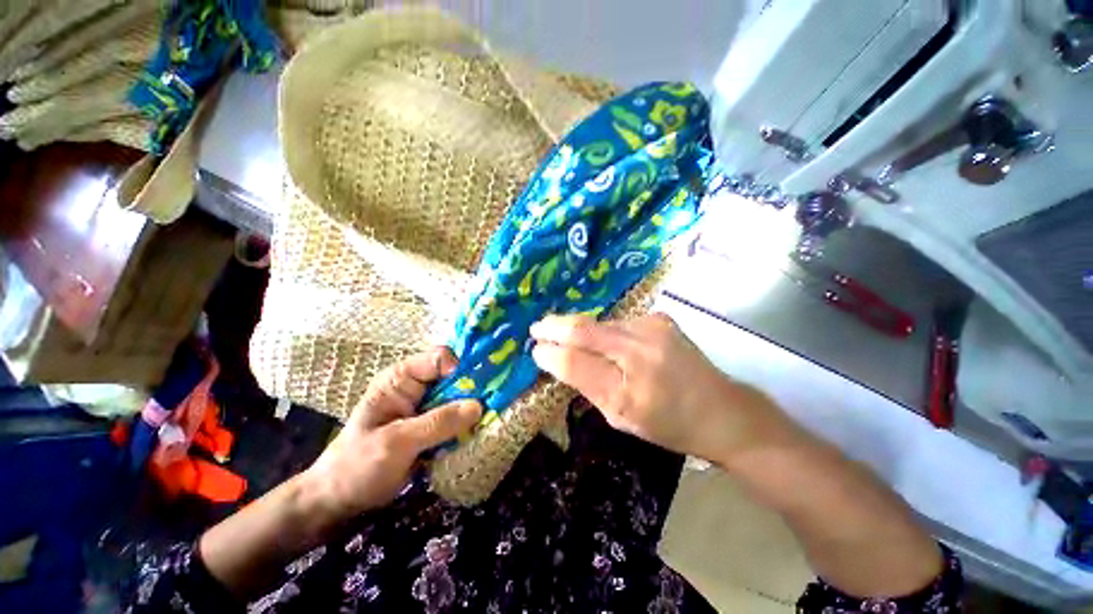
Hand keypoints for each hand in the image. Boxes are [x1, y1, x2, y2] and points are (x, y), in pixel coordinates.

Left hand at [300, 347, 481, 522]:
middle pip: (456, 375)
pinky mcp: (434, 425)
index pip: (440, 358)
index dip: (459, 369)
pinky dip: (469, 423)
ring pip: (461, 396)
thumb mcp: (396, 442)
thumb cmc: (358, 465)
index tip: (474, 391)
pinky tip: (477, 432)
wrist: (341, 501)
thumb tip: (478, 406)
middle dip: (474, 389)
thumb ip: (437, 423)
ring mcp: (427, 406)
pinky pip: (459, 416)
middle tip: (493, 405)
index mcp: (402, 378)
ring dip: (474, 408)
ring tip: (489, 420)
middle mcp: (418, 386)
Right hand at [530, 314, 800, 464]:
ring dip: (579, 328)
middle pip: (586, 328)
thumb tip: (556, 359)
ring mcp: (653, 325)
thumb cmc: (668, 424)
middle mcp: (642, 344)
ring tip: (563, 333)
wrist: (721, 410)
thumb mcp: (621, 416)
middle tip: (537, 327)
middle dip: (556, 326)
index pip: (577, 358)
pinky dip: (602, 330)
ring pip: (601, 323)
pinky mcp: (660, 318)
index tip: (534, 348)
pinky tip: (600, 339)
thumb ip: (587, 385)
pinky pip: (618, 322)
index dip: (551, 351)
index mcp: (632, 382)